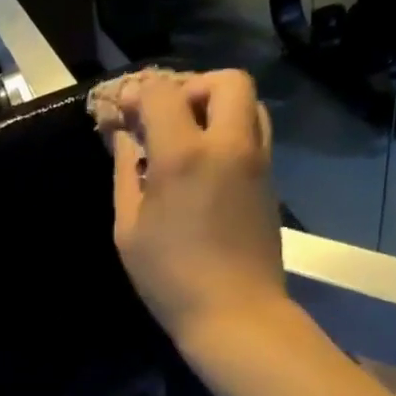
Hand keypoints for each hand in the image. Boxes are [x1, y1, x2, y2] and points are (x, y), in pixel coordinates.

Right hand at [107, 69, 287, 349]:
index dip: (139, 94)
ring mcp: (257, 162)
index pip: (163, 94)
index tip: (125, 111)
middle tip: (169, 117)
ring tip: (190, 138)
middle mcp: (228, 145)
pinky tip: (207, 166)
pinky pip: (255, 135)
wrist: (235, 313)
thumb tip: (125, 140)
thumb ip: (126, 174)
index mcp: (184, 155)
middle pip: (226, 81)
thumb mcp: (129, 229)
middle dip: (193, 87)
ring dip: (218, 107)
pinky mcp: (270, 182)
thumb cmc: (170, 278)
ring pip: (249, 104)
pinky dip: (231, 132)